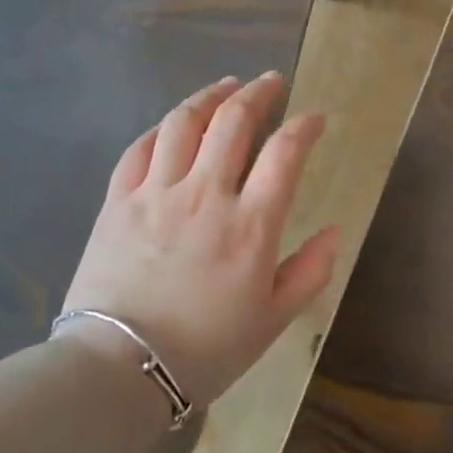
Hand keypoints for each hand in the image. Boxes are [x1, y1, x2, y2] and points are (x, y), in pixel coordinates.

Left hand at [59, 73, 341, 407]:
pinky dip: (162, 127)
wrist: (118, 371)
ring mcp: (157, 193)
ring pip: (184, 123)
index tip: (314, 117)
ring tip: (226, 86)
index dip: (304, 126)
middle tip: (271, 81)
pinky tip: (173, 123)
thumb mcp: (274, 319)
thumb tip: (334, 231)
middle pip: (233, 122)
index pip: (284, 153)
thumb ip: (310, 271)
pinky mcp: (118, 201)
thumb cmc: (206, 350)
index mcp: (251, 224)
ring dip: (210, 96)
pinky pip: (140, 148)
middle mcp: (206, 194)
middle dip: (258, 93)